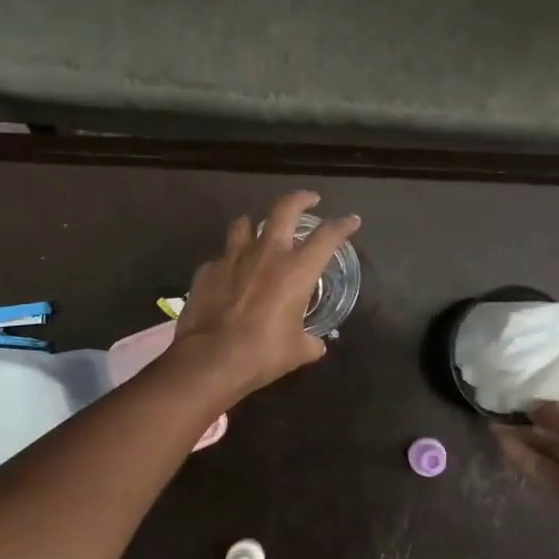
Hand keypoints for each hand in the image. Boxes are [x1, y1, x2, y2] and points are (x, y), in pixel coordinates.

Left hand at [173, 190, 360, 400]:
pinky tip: (229, 276)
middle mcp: (267, 253)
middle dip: (300, 199)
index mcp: (297, 270)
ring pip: (245, 223)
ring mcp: (233, 257)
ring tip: (259, 232)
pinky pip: (221, 257)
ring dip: (255, 224)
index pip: (327, 236)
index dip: (343, 225)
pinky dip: (229, 262)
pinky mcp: (207, 270)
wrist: (210, 359)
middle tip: (309, 199)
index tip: (351, 221)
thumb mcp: (297, 351)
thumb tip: (316, 345)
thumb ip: (310, 342)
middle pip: (285, 209)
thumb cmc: (263, 353)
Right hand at [496, 390, 558, 558]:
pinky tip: (501, 441)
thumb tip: (535, 406)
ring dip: (529, 435)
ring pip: (558, 447)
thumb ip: (553, 412)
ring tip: (497, 421)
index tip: (549, 377)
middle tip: (515, 400)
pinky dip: (527, 456)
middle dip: (544, 414)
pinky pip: (549, 467)